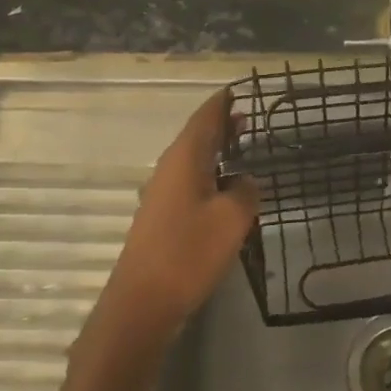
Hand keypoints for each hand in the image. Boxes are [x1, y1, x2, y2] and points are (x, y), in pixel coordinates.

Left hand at [94, 88, 259, 345]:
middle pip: (196, 136)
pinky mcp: (162, 217)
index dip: (222, 103)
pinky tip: (224, 188)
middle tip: (247, 116)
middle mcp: (169, 169)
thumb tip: (245, 181)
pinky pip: (190, 183)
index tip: (239, 89)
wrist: (142, 301)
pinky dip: (209, 175)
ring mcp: (162, 194)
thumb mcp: (231, 219)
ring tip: (241, 147)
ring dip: (215, 151)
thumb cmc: (189, 253)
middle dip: (221, 125)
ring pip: (192, 161)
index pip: (205, 117)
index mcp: (184, 159)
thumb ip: (245, 192)